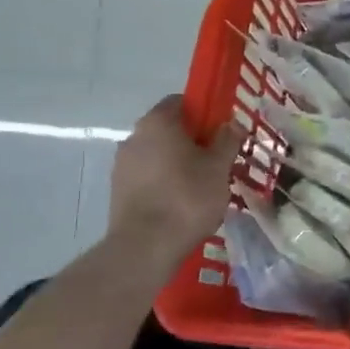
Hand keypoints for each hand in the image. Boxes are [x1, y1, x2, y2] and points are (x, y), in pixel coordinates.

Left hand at [106, 96, 242, 250]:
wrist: (145, 247)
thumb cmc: (187, 198)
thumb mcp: (219, 168)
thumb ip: (227, 141)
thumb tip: (232, 124)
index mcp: (158, 122)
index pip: (181, 101)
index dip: (204, 112)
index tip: (221, 131)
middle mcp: (134, 137)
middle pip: (168, 129)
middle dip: (192, 140)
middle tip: (217, 160)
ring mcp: (122, 165)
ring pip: (157, 154)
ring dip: (177, 163)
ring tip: (201, 186)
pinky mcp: (118, 190)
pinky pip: (147, 176)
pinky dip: (163, 182)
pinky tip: (181, 203)